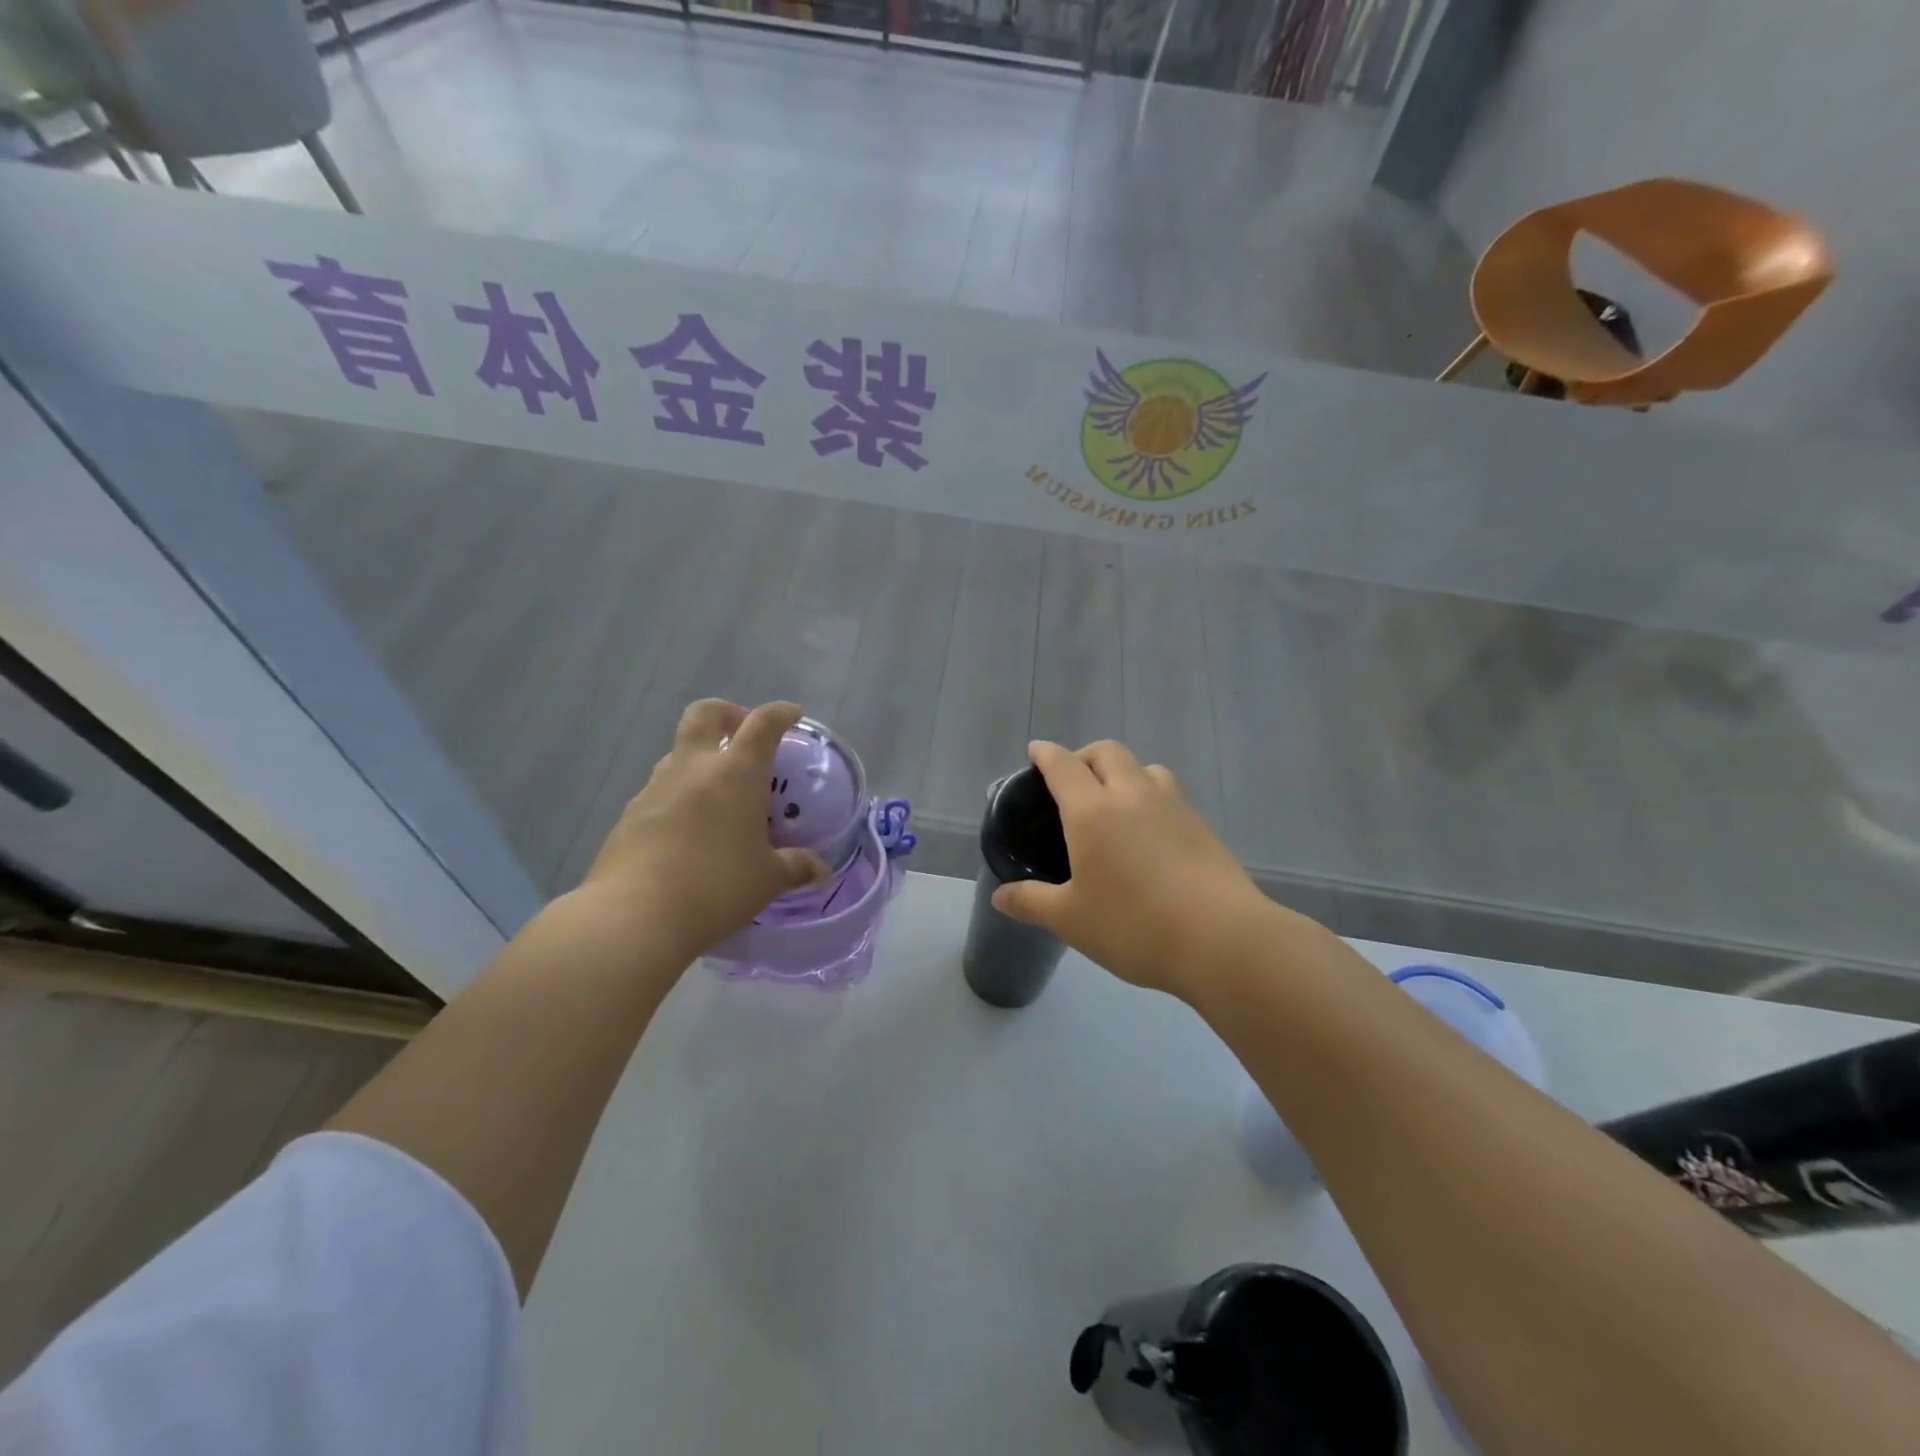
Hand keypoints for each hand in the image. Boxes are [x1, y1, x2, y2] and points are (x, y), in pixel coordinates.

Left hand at [577, 699, 829, 962]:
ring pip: (678, 753)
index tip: (792, 715)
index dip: (780, 713)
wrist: (634, 915)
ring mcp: (655, 788)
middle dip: (726, 713)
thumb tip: (821, 870)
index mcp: (736, 772)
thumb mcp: (767, 880)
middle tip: (741, 734)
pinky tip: (688, 832)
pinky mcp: (629, 815)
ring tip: (718, 794)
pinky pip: (659, 791)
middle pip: (705, 714)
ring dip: (699, 759)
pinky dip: (678, 796)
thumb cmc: (716, 887)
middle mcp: (693, 767)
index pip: (762, 723)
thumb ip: (796, 867)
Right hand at [991, 739, 1273, 999]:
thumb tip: (1000, 897)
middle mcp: (1132, 796)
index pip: (1063, 766)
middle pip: (1107, 752)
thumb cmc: (1133, 925)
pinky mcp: (1203, 827)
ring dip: (1125, 772)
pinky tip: (1150, 835)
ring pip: (1146, 768)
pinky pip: (1170, 795)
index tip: (1036, 751)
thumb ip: (1031, 902)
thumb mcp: (1071, 919)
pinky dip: (1151, 798)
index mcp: (1092, 811)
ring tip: (1116, 802)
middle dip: (1085, 755)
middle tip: (1073, 779)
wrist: (1222, 939)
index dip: (1046, 754)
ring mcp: (1173, 807)